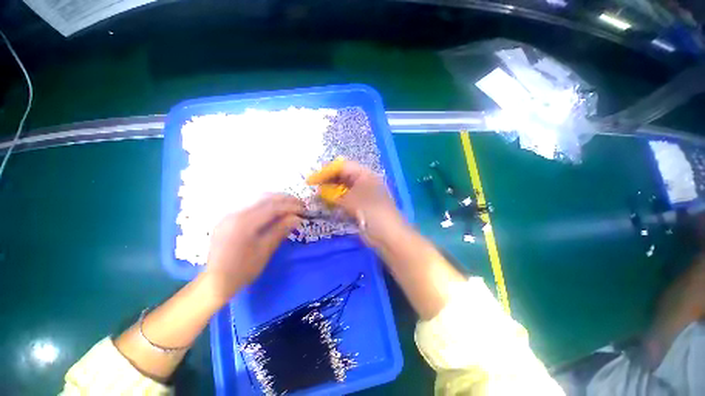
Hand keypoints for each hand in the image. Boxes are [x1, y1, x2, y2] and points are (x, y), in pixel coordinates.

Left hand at [203, 194, 303, 301]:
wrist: (215, 281)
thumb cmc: (242, 269)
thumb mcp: (264, 251)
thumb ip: (280, 230)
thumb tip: (297, 218)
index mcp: (243, 223)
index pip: (272, 207)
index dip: (290, 206)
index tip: (304, 209)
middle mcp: (235, 213)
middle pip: (264, 199)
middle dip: (284, 199)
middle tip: (300, 203)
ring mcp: (229, 214)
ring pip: (256, 199)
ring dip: (276, 199)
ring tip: (290, 203)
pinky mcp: (228, 217)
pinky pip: (250, 205)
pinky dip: (265, 204)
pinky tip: (274, 208)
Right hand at [307, 159, 405, 247]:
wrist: (388, 236)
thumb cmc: (374, 214)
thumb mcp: (354, 202)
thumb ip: (336, 195)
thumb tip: (320, 191)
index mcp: (365, 176)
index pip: (343, 167)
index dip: (327, 171)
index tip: (313, 179)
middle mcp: (363, 182)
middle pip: (342, 176)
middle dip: (327, 180)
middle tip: (312, 186)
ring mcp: (361, 194)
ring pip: (342, 188)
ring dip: (330, 190)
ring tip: (317, 195)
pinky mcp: (359, 205)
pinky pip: (344, 199)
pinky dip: (335, 200)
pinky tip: (326, 203)